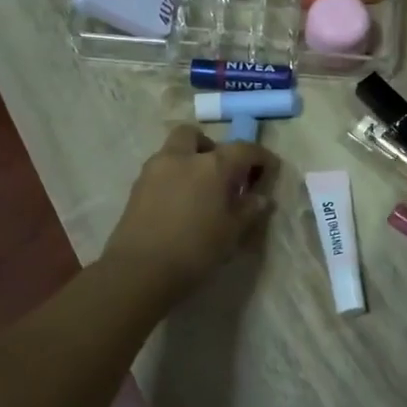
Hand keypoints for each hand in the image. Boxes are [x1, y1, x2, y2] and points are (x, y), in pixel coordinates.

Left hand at [102, 126, 278, 300]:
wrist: (139, 271)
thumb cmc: (195, 250)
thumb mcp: (232, 233)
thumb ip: (249, 210)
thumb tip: (260, 198)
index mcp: (212, 165)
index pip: (243, 149)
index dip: (260, 157)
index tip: (270, 169)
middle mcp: (182, 158)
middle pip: (195, 135)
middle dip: (210, 147)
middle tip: (222, 173)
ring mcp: (154, 170)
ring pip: (173, 151)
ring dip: (188, 161)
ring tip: (199, 192)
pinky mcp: (136, 188)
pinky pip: (160, 171)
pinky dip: (173, 178)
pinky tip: (179, 205)